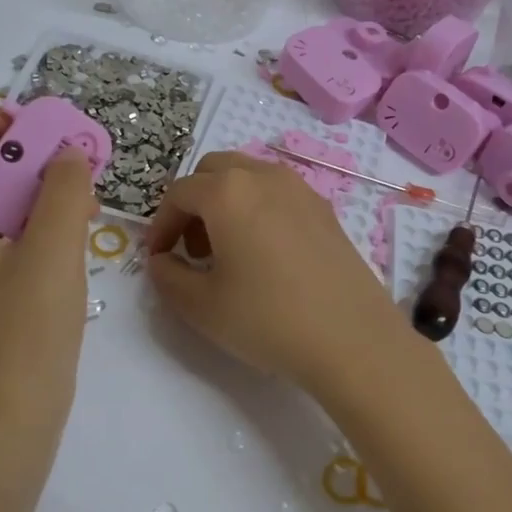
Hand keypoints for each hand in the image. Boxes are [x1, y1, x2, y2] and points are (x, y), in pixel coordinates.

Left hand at [0, 110, 98, 438]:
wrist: (10, 421)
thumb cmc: (24, 333)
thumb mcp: (51, 252)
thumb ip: (62, 192)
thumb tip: (67, 154)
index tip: (26, 122)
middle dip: (6, 155)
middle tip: (54, 151)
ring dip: (19, 188)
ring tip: (68, 186)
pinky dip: (22, 221)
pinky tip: (65, 228)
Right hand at [144, 151, 413, 397]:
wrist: (354, 340)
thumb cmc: (268, 319)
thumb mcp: (201, 306)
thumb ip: (167, 277)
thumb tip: (161, 260)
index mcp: (227, 192)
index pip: (178, 193)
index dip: (160, 225)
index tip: (158, 258)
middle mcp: (264, 176)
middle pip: (213, 171)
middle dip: (193, 203)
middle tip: (191, 249)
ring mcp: (300, 188)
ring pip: (248, 176)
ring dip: (225, 202)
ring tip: (227, 251)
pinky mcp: (324, 208)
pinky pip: (277, 193)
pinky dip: (257, 208)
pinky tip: (265, 254)